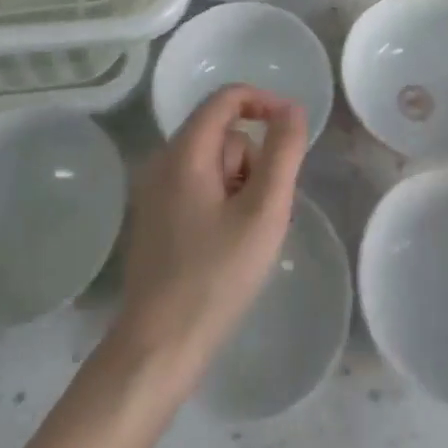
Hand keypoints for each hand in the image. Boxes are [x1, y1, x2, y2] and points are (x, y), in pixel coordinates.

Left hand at [111, 85, 307, 389]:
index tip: (293, 130)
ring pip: (213, 164)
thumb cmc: (215, 278)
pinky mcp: (155, 218)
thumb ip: (283, 153)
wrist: (157, 350)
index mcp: (184, 152)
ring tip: (247, 235)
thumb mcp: (263, 212)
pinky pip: (199, 187)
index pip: (226, 98)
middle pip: (222, 134)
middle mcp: (163, 161)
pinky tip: (227, 247)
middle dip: (253, 161)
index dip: (264, 102)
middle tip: (265, 210)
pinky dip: (222, 202)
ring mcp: (155, 191)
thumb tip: (291, 109)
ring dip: (240, 186)